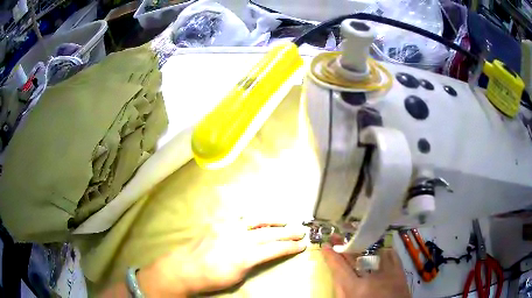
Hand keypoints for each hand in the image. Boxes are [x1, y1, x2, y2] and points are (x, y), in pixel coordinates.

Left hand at [138, 223, 306, 296]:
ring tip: (286, 220)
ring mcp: (227, 227)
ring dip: (274, 219)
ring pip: (256, 219)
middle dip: (288, 232)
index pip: (275, 249)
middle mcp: (239, 238)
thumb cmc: (211, 279)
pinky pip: (240, 216)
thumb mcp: (237, 277)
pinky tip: (260, 218)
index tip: (303, 245)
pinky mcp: (218, 223)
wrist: (184, 268)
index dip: (290, 247)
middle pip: (270, 233)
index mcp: (245, 256)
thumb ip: (252, 263)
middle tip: (301, 231)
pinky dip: (254, 217)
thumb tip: (261, 255)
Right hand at [322, 246, 410, 297]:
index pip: (339, 268)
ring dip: (363, 246)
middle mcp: (371, 277)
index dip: (331, 257)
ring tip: (355, 239)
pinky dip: (384, 251)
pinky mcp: (400, 272)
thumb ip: (341, 291)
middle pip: (355, 258)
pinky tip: (379, 249)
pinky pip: (392, 255)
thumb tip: (337, 275)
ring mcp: (388, 273)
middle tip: (336, 236)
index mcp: (355, 289)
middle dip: (344, 246)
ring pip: (374, 253)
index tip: (325, 246)